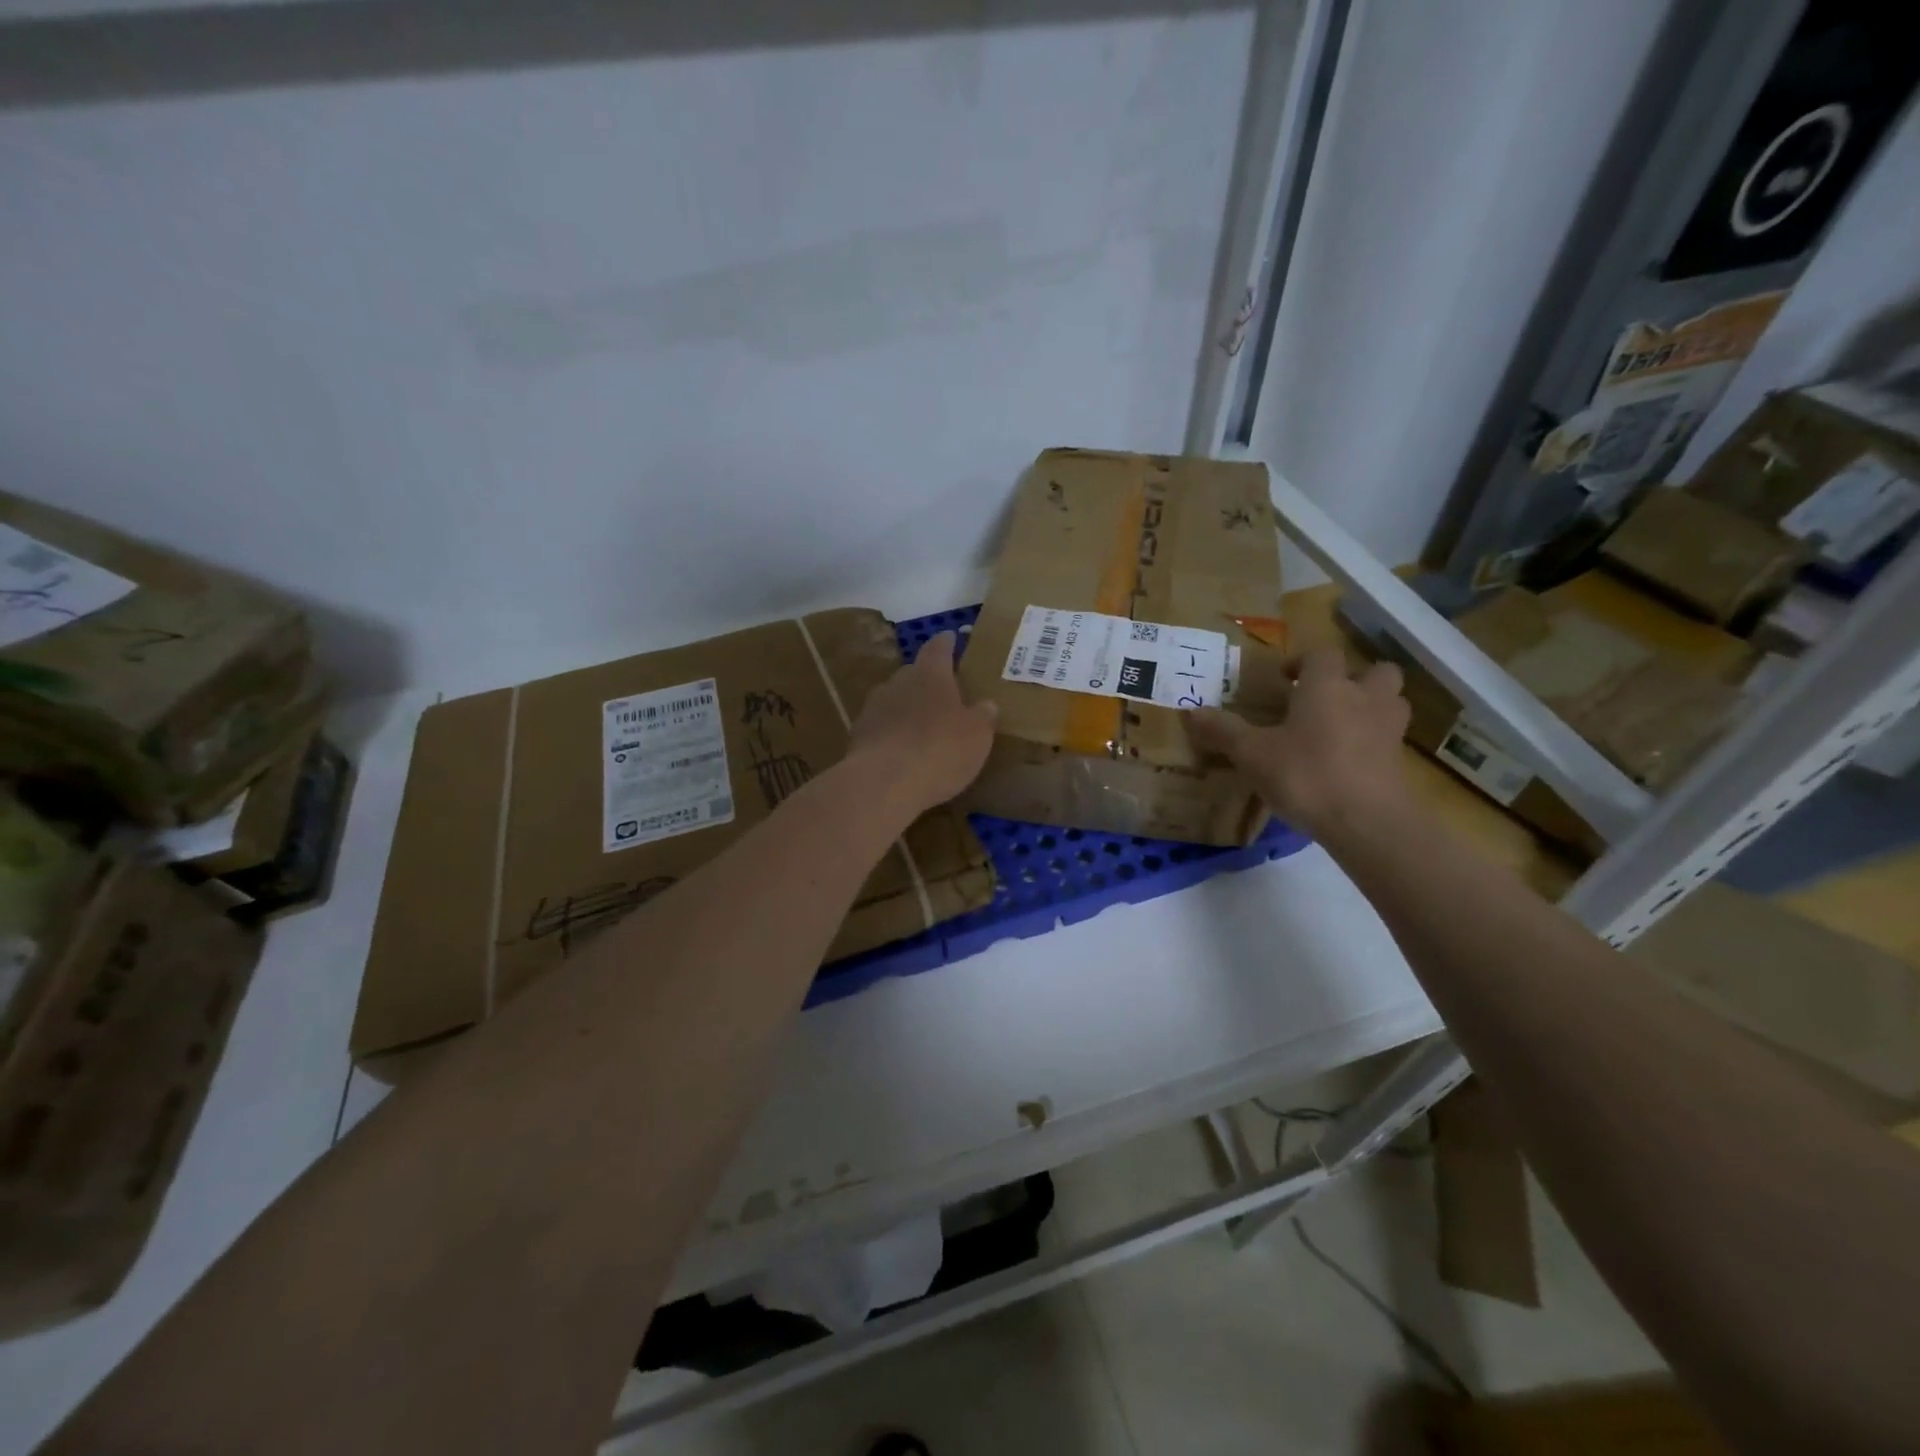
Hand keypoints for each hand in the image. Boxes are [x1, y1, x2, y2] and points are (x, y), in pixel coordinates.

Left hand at [846, 632, 997, 817]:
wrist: (884, 783)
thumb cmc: (940, 750)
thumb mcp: (977, 736)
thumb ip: (982, 716)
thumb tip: (987, 704)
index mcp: (930, 674)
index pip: (939, 648)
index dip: (947, 642)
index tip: (951, 636)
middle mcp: (898, 682)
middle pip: (913, 674)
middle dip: (927, 681)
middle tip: (943, 694)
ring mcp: (873, 707)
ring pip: (894, 700)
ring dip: (907, 709)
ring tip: (921, 726)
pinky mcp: (858, 735)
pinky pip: (881, 727)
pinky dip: (891, 734)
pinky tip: (901, 751)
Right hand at [1188, 647, 1412, 840]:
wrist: (1367, 822)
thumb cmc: (1305, 775)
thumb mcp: (1252, 755)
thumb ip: (1225, 731)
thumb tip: (1191, 712)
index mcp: (1327, 687)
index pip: (1322, 654)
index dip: (1303, 661)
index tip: (1285, 678)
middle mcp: (1364, 698)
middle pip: (1375, 671)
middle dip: (1354, 678)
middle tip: (1326, 697)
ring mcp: (1389, 730)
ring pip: (1391, 702)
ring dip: (1372, 705)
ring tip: (1343, 726)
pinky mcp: (1400, 763)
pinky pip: (1390, 739)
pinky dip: (1374, 743)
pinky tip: (1349, 762)